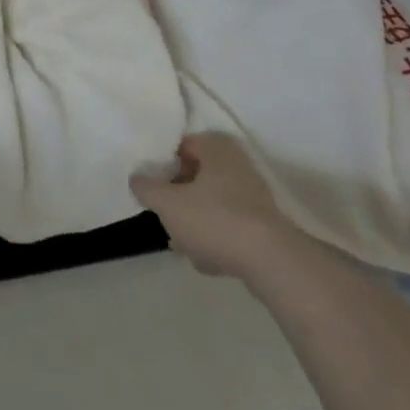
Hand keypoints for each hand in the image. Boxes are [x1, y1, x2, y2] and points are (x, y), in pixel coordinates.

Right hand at [131, 133, 294, 279]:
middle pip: (197, 176)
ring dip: (196, 222)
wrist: (273, 263)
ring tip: (182, 246)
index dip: (163, 166)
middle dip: (179, 198)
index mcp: (216, 147)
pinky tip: (207, 261)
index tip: (154, 188)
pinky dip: (217, 238)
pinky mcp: (265, 225)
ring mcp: (254, 195)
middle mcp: (237, 164)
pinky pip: (231, 225)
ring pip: (213, 203)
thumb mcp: (168, 204)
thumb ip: (147, 188)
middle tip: (166, 217)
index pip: (181, 146)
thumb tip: (136, 178)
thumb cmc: (215, 220)